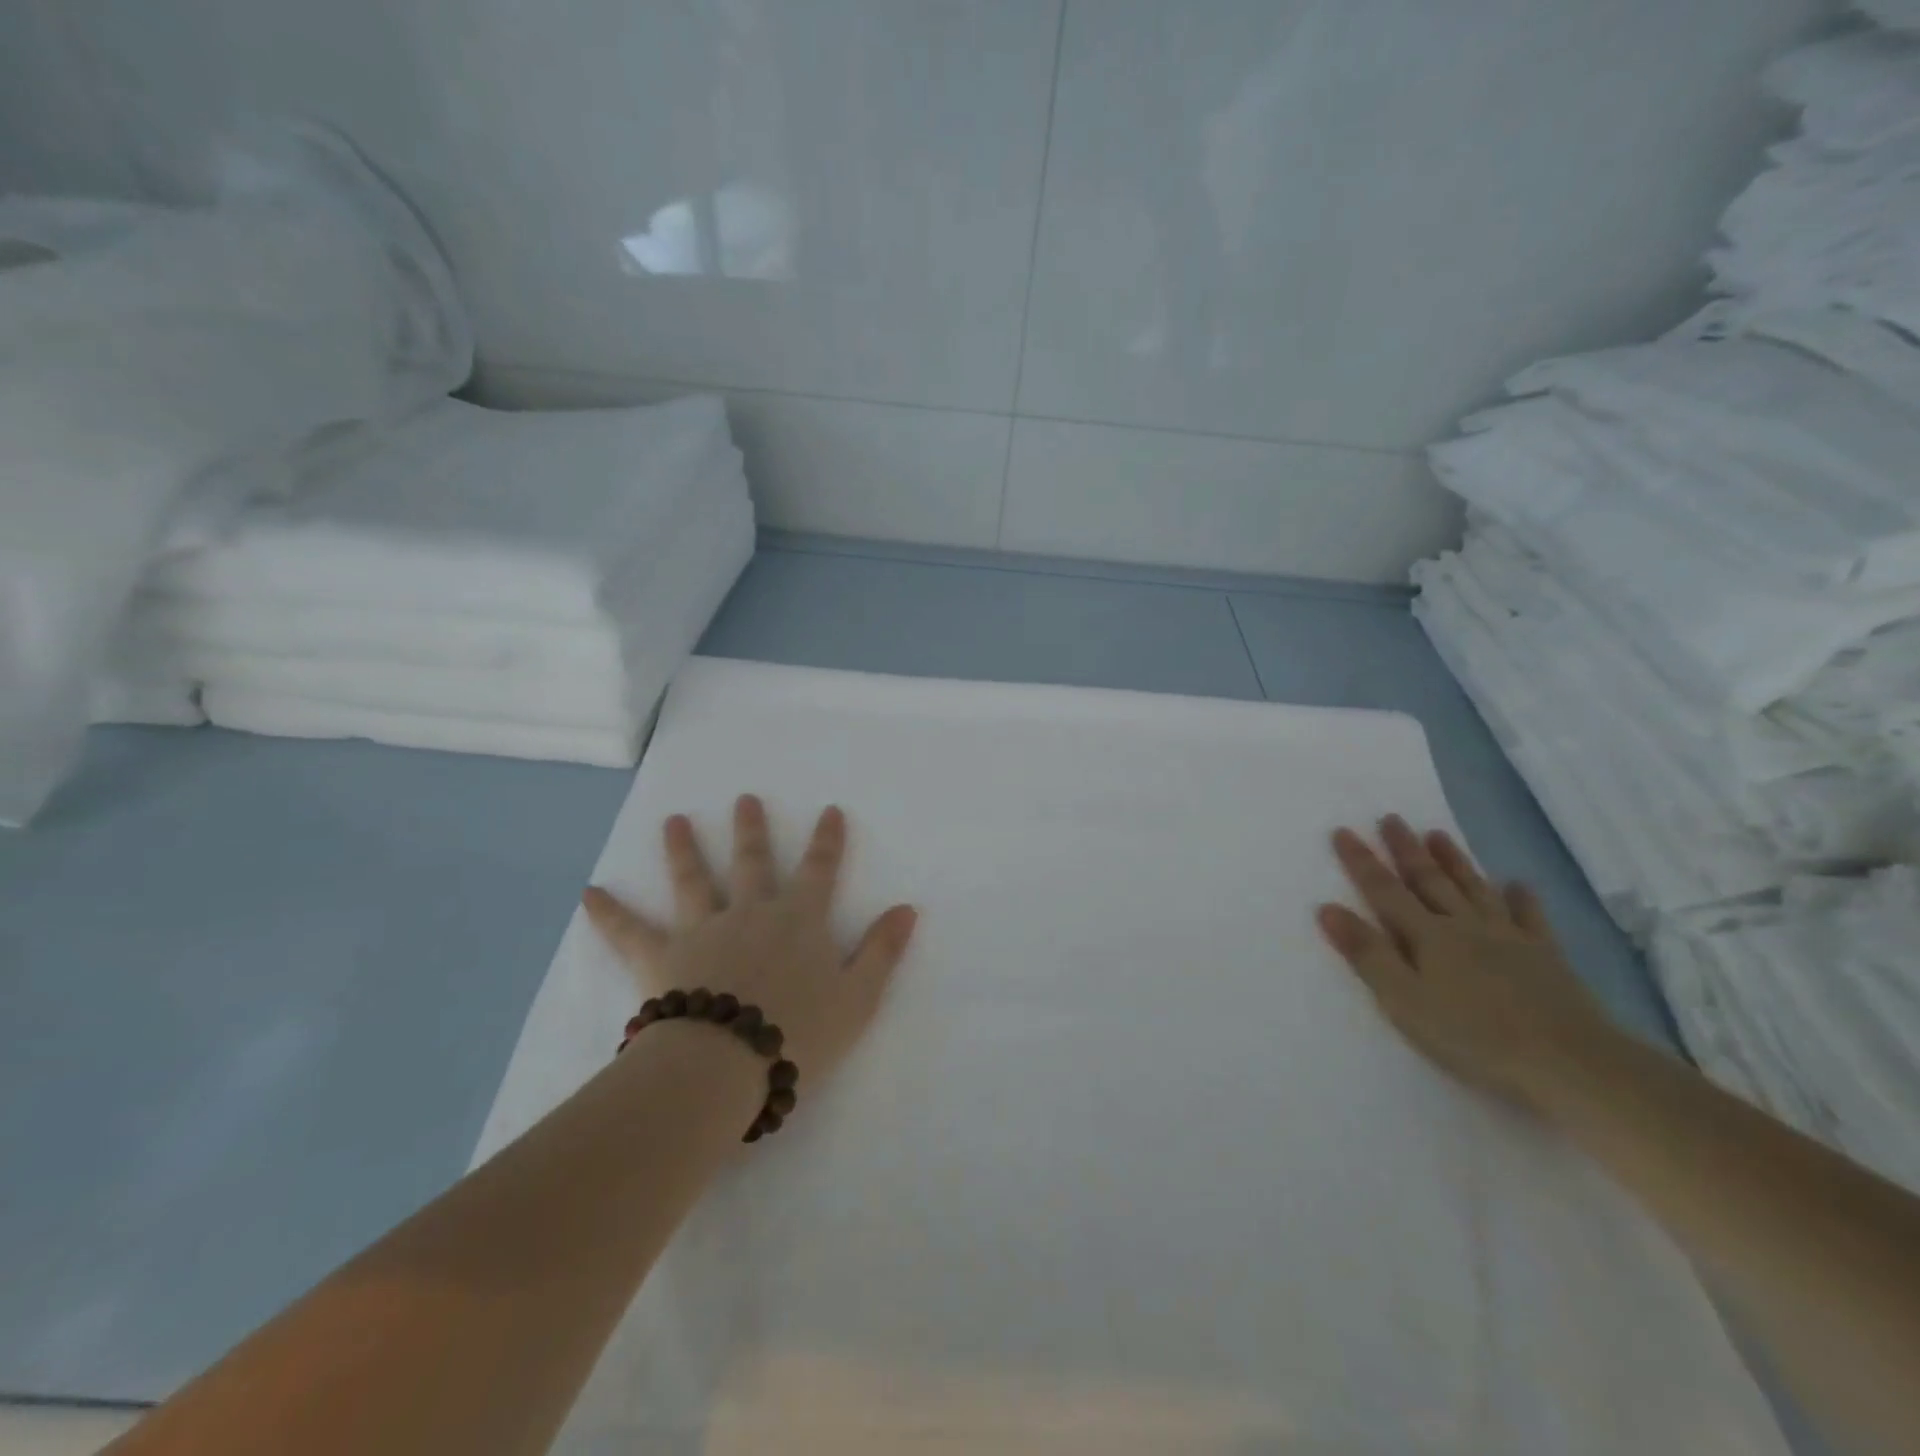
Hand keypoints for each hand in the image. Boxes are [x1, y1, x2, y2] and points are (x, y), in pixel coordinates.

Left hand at [581, 794, 918, 1080]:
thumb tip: (907, 908)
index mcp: (799, 919)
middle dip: (751, 829)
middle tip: (744, 799)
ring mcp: (702, 930)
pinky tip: (588, 893)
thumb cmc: (800, 1032)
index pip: (819, 870)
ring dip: (683, 849)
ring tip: (674, 821)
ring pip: (693, 880)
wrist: (727, 1064)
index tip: (829, 810)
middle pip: (752, 862)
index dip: (827, 840)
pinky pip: (629, 932)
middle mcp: (751, 912)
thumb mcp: (859, 997)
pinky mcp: (661, 958)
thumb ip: (882, 950)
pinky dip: (609, 913)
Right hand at [1315, 815, 1615, 1110]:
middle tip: (1391, 818)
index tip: (1343, 831)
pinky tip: (1517, 884)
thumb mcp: (1404, 1000)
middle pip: (1429, 881)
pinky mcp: (1546, 958)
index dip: (1361, 861)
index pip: (1384, 891)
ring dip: (1454, 861)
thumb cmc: (1474, 1036)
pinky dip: (1521, 898)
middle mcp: (1464, 926)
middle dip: (1406, 849)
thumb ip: (1367, 954)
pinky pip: (1530, 918)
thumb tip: (1327, 908)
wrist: (1571, 1063)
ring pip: (1474, 889)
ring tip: (1438, 834)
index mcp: (1427, 936)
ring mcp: (1509, 938)